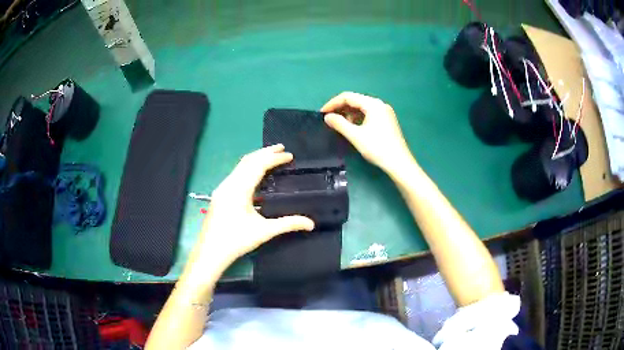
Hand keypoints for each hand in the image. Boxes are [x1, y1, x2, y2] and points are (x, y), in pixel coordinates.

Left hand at [193, 144, 314, 267]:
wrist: (210, 251)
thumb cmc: (237, 240)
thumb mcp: (264, 231)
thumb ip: (288, 224)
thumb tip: (311, 223)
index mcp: (239, 189)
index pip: (258, 165)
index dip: (275, 158)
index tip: (289, 155)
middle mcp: (229, 183)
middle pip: (248, 160)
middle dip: (265, 152)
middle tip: (282, 148)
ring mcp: (222, 188)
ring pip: (240, 166)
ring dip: (256, 159)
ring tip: (271, 157)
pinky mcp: (220, 194)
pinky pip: (236, 173)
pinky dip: (248, 168)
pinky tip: (255, 174)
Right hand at [322, 92, 413, 174]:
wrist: (399, 163)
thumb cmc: (377, 148)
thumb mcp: (355, 136)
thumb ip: (339, 124)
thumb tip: (327, 117)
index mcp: (373, 104)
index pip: (348, 97)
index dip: (333, 103)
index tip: (322, 113)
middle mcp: (380, 104)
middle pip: (356, 100)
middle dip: (341, 108)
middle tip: (329, 119)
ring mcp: (385, 113)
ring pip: (362, 108)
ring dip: (349, 114)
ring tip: (339, 125)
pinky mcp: (387, 121)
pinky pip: (369, 114)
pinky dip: (358, 118)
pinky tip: (353, 128)